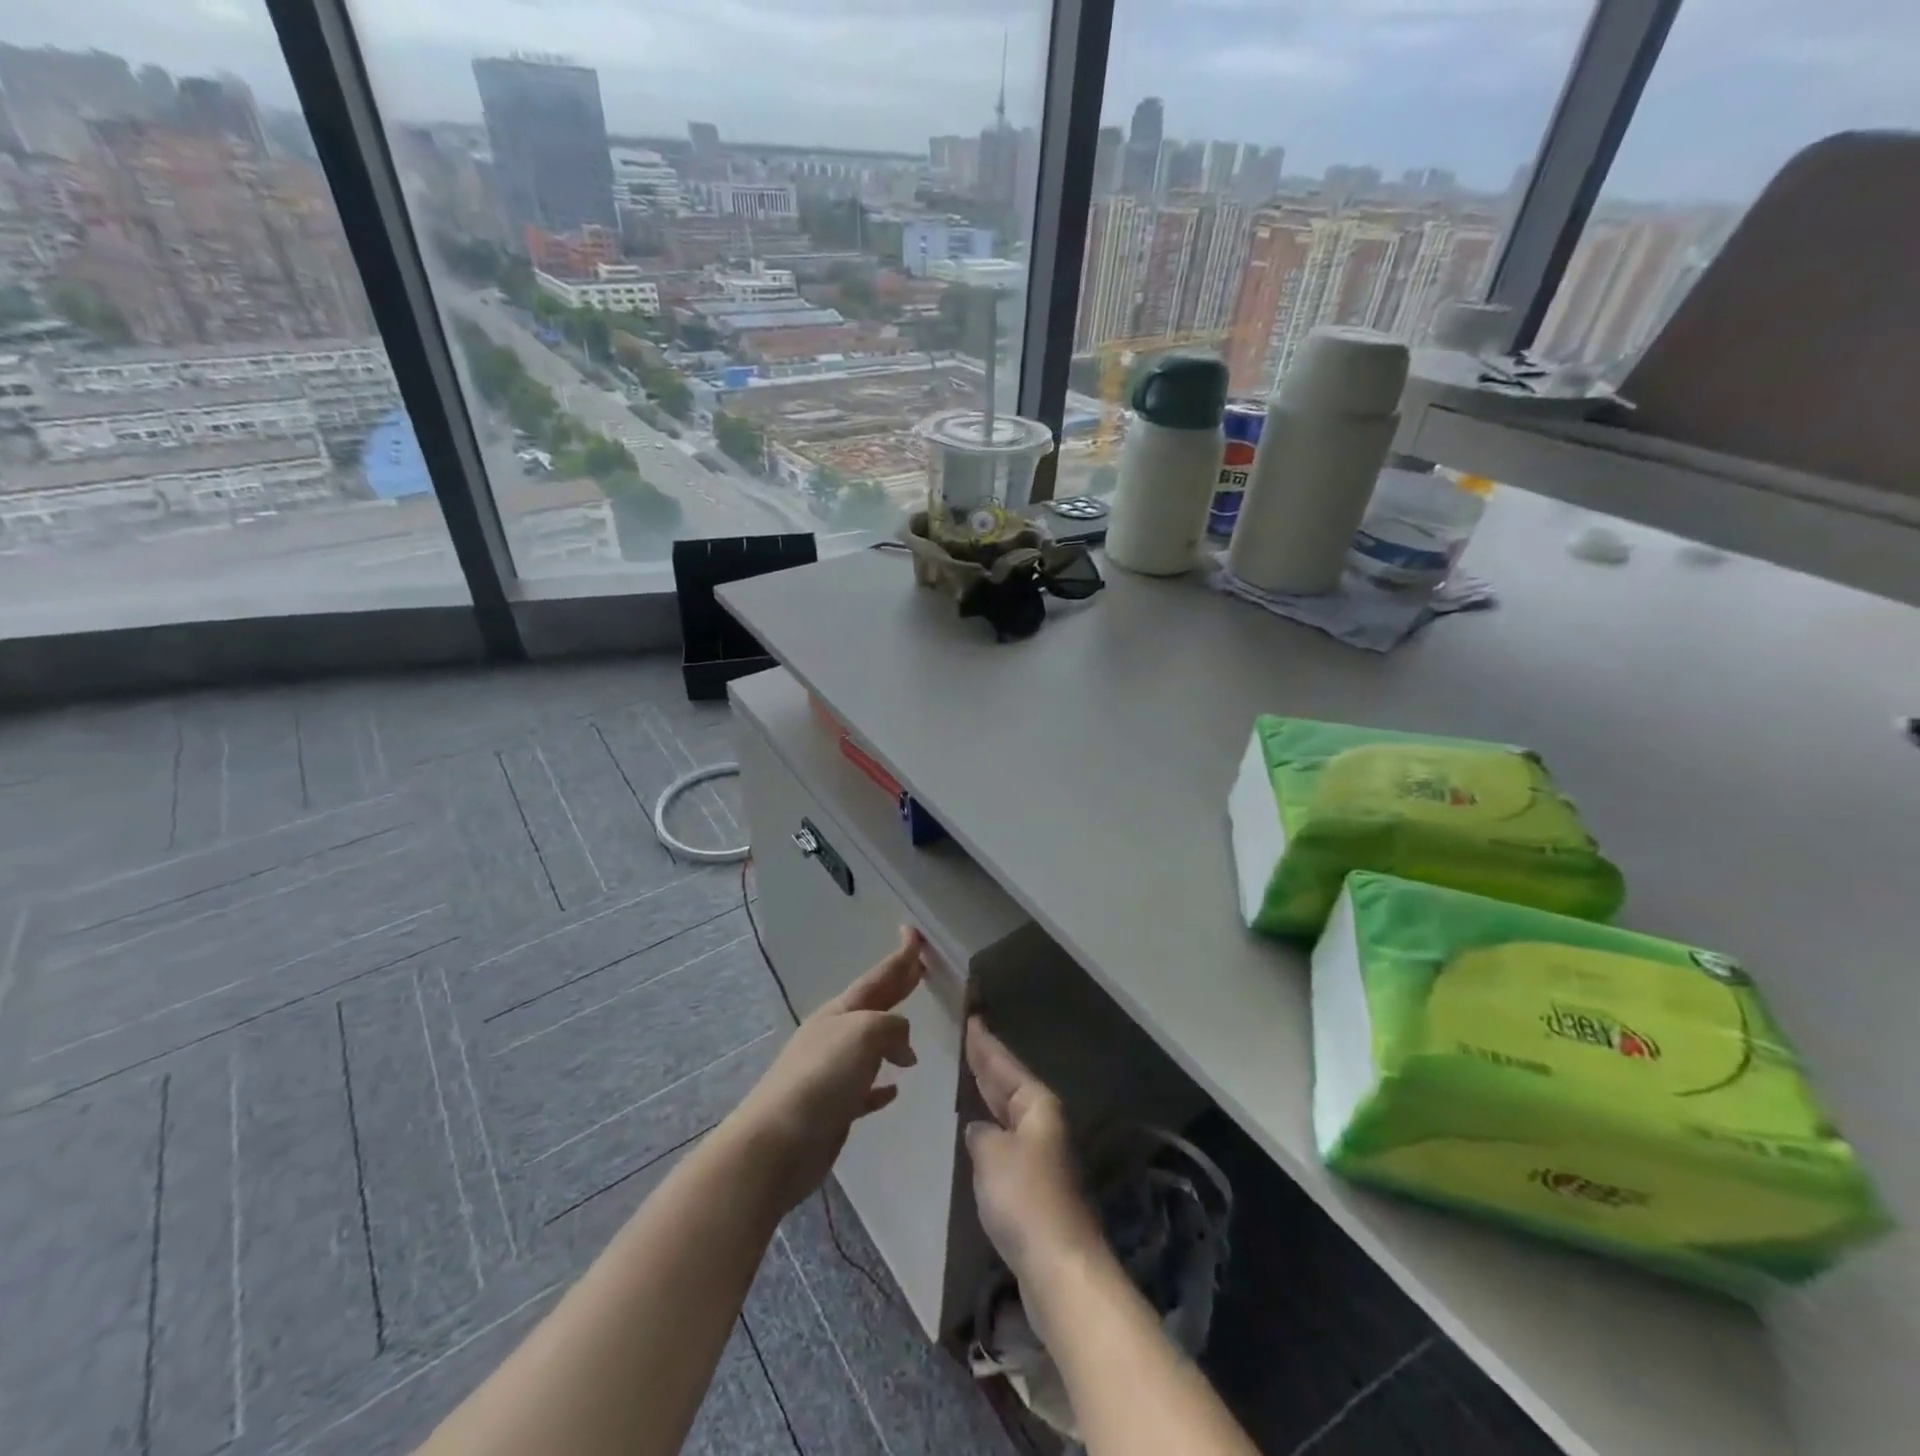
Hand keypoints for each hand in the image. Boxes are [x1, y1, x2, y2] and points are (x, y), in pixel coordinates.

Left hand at [725, 926, 925, 1215]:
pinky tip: (894, 1090)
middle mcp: (835, 1035)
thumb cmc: (822, 1077)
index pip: (878, 977)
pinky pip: (865, 1090)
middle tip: (920, 969)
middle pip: (874, 1005)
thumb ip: (891, 1026)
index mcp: (841, 1012)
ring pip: (870, 1047)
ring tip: (914, 1044)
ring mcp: (832, 1073)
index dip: (899, 957)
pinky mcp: (834, 1109)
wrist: (777, 1143)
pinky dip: (880, 1086)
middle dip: (897, 987)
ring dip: (892, 1040)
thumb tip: (903, 1044)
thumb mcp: (864, 1033)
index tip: (914, 933)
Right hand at [963, 1017, 1104, 1285]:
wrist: (1059, 1266)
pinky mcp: (1035, 1185)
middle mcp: (1043, 1123)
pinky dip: (991, 1127)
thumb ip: (980, 1134)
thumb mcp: (992, 1154)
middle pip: (1010, 1084)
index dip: (985, 1043)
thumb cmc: (1025, 1198)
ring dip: (990, 1095)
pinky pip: (1007, 1139)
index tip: (972, 1018)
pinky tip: (978, 1130)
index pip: (1004, 1064)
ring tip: (969, 1076)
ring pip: (1009, 1112)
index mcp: (1037, 1105)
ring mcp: (1041, 1154)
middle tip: (967, 1037)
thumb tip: (979, 1130)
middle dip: (988, 1063)